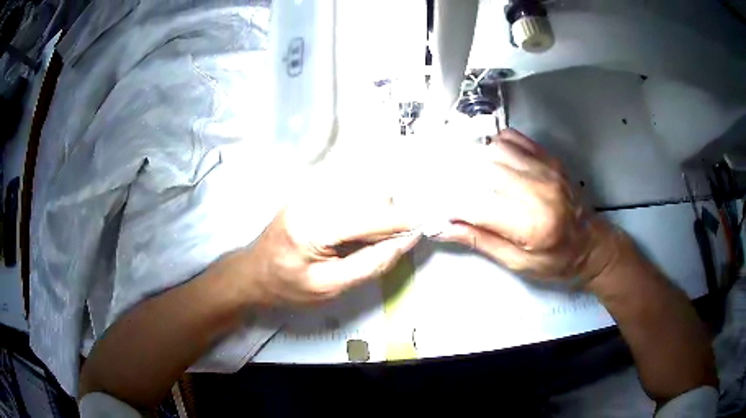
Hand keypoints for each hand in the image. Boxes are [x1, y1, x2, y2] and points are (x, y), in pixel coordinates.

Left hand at [223, 185, 421, 305]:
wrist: (254, 271)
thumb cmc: (288, 287)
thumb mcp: (331, 287)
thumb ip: (372, 263)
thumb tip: (406, 240)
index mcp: (313, 226)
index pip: (370, 216)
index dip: (402, 220)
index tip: (426, 225)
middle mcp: (312, 197)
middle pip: (369, 193)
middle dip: (391, 214)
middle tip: (395, 237)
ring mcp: (310, 188)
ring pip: (363, 186)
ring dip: (379, 207)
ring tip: (372, 235)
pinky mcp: (311, 187)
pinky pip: (351, 187)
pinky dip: (365, 203)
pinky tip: (358, 224)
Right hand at [436, 129, 617, 282]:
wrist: (590, 244)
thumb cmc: (555, 261)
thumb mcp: (517, 262)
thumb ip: (479, 240)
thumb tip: (441, 227)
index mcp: (532, 225)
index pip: (478, 206)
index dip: (452, 205)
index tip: (440, 208)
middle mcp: (540, 191)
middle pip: (485, 169)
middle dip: (460, 178)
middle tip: (449, 188)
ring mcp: (546, 170)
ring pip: (496, 148)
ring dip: (476, 159)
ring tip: (469, 175)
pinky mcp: (549, 159)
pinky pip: (513, 138)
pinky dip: (495, 145)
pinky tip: (492, 160)